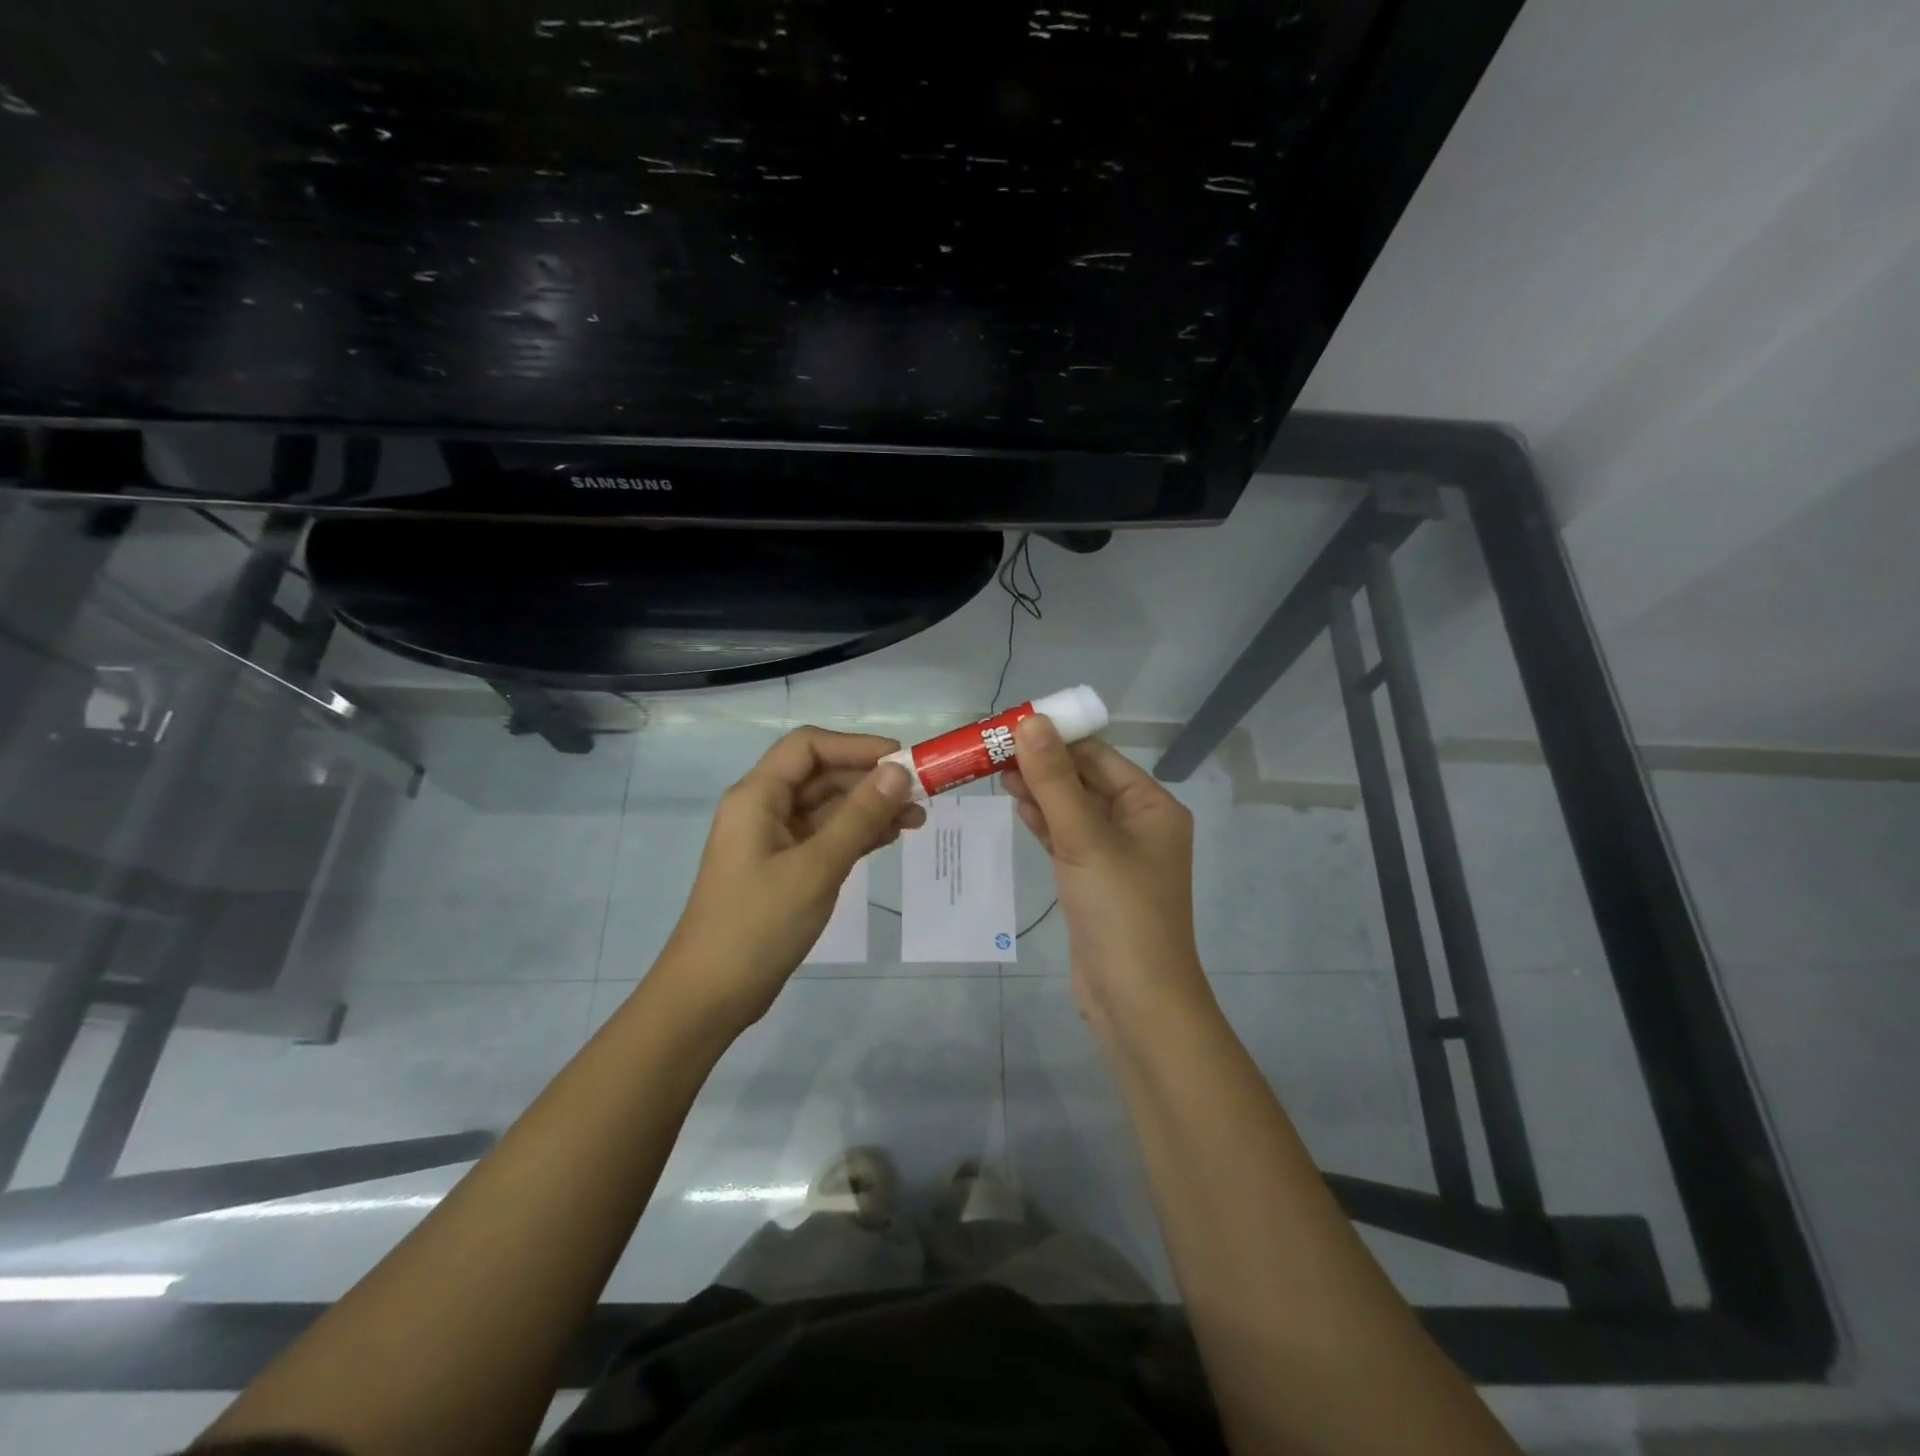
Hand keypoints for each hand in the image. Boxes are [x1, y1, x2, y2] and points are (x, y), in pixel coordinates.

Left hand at [655, 727, 922, 1031]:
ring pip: (827, 807)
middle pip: (820, 775)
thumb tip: (898, 771)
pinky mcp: (784, 868)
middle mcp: (763, 809)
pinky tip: (891, 837)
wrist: (711, 996)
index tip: (902, 760)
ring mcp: (774, 840)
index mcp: (757, 796)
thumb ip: (859, 817)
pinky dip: (857, 834)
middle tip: (921, 793)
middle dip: (870, 779)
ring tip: (917, 818)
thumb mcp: (816, 867)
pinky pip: (825, 837)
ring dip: (869, 808)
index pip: (808, 746)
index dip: (856, 746)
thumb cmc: (759, 925)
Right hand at [1001, 714, 1211, 1041]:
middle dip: (1042, 764)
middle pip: (1084, 781)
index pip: (1099, 756)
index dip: (1056, 737)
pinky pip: (1067, 839)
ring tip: (995, 770)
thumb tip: (1030, 721)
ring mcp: (1115, 855)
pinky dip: (1043, 822)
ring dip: (1039, 791)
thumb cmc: (1120, 912)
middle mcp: (1138, 824)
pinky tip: (1016, 804)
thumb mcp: (1085, 840)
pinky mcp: (1093, 881)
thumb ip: (1055, 781)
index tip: (1010, 723)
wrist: (1135, 1002)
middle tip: (991, 748)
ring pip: (1072, 810)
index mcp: (1152, 806)